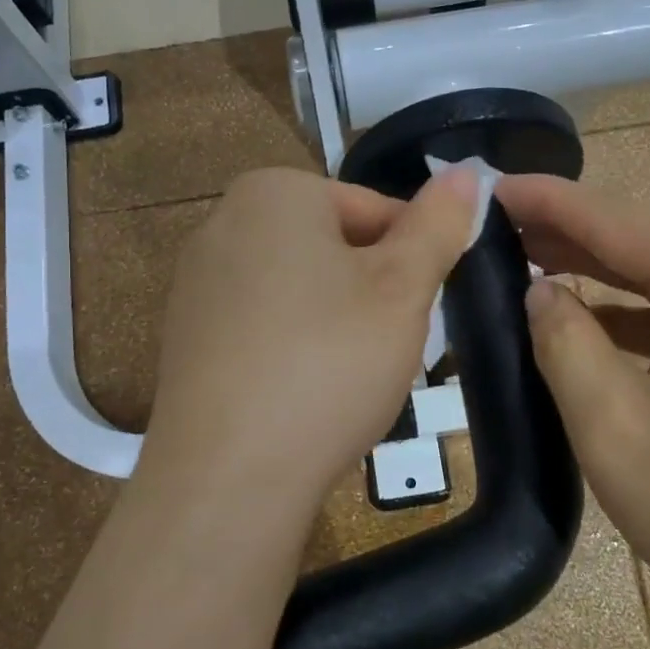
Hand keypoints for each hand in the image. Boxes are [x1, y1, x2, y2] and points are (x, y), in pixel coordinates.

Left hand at [142, 166, 478, 503]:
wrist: (228, 475)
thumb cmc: (329, 364)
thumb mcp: (403, 289)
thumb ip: (438, 224)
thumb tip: (465, 173)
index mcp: (275, 191)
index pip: (375, 209)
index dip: (413, 259)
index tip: (424, 312)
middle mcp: (223, 221)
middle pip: (334, 246)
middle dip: (372, 291)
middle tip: (389, 348)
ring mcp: (196, 280)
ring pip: (300, 287)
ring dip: (337, 321)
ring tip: (349, 377)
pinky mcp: (184, 334)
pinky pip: (262, 324)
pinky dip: (293, 347)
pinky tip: (304, 393)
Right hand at [494, 173, 649, 648]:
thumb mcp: (614, 425)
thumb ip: (563, 341)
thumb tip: (538, 290)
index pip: (611, 219)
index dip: (543, 199)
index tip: (484, 186)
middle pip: (638, 244)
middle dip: (562, 234)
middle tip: (489, 227)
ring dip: (593, 276)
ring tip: (522, 266)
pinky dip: (627, 318)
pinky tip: (584, 328)